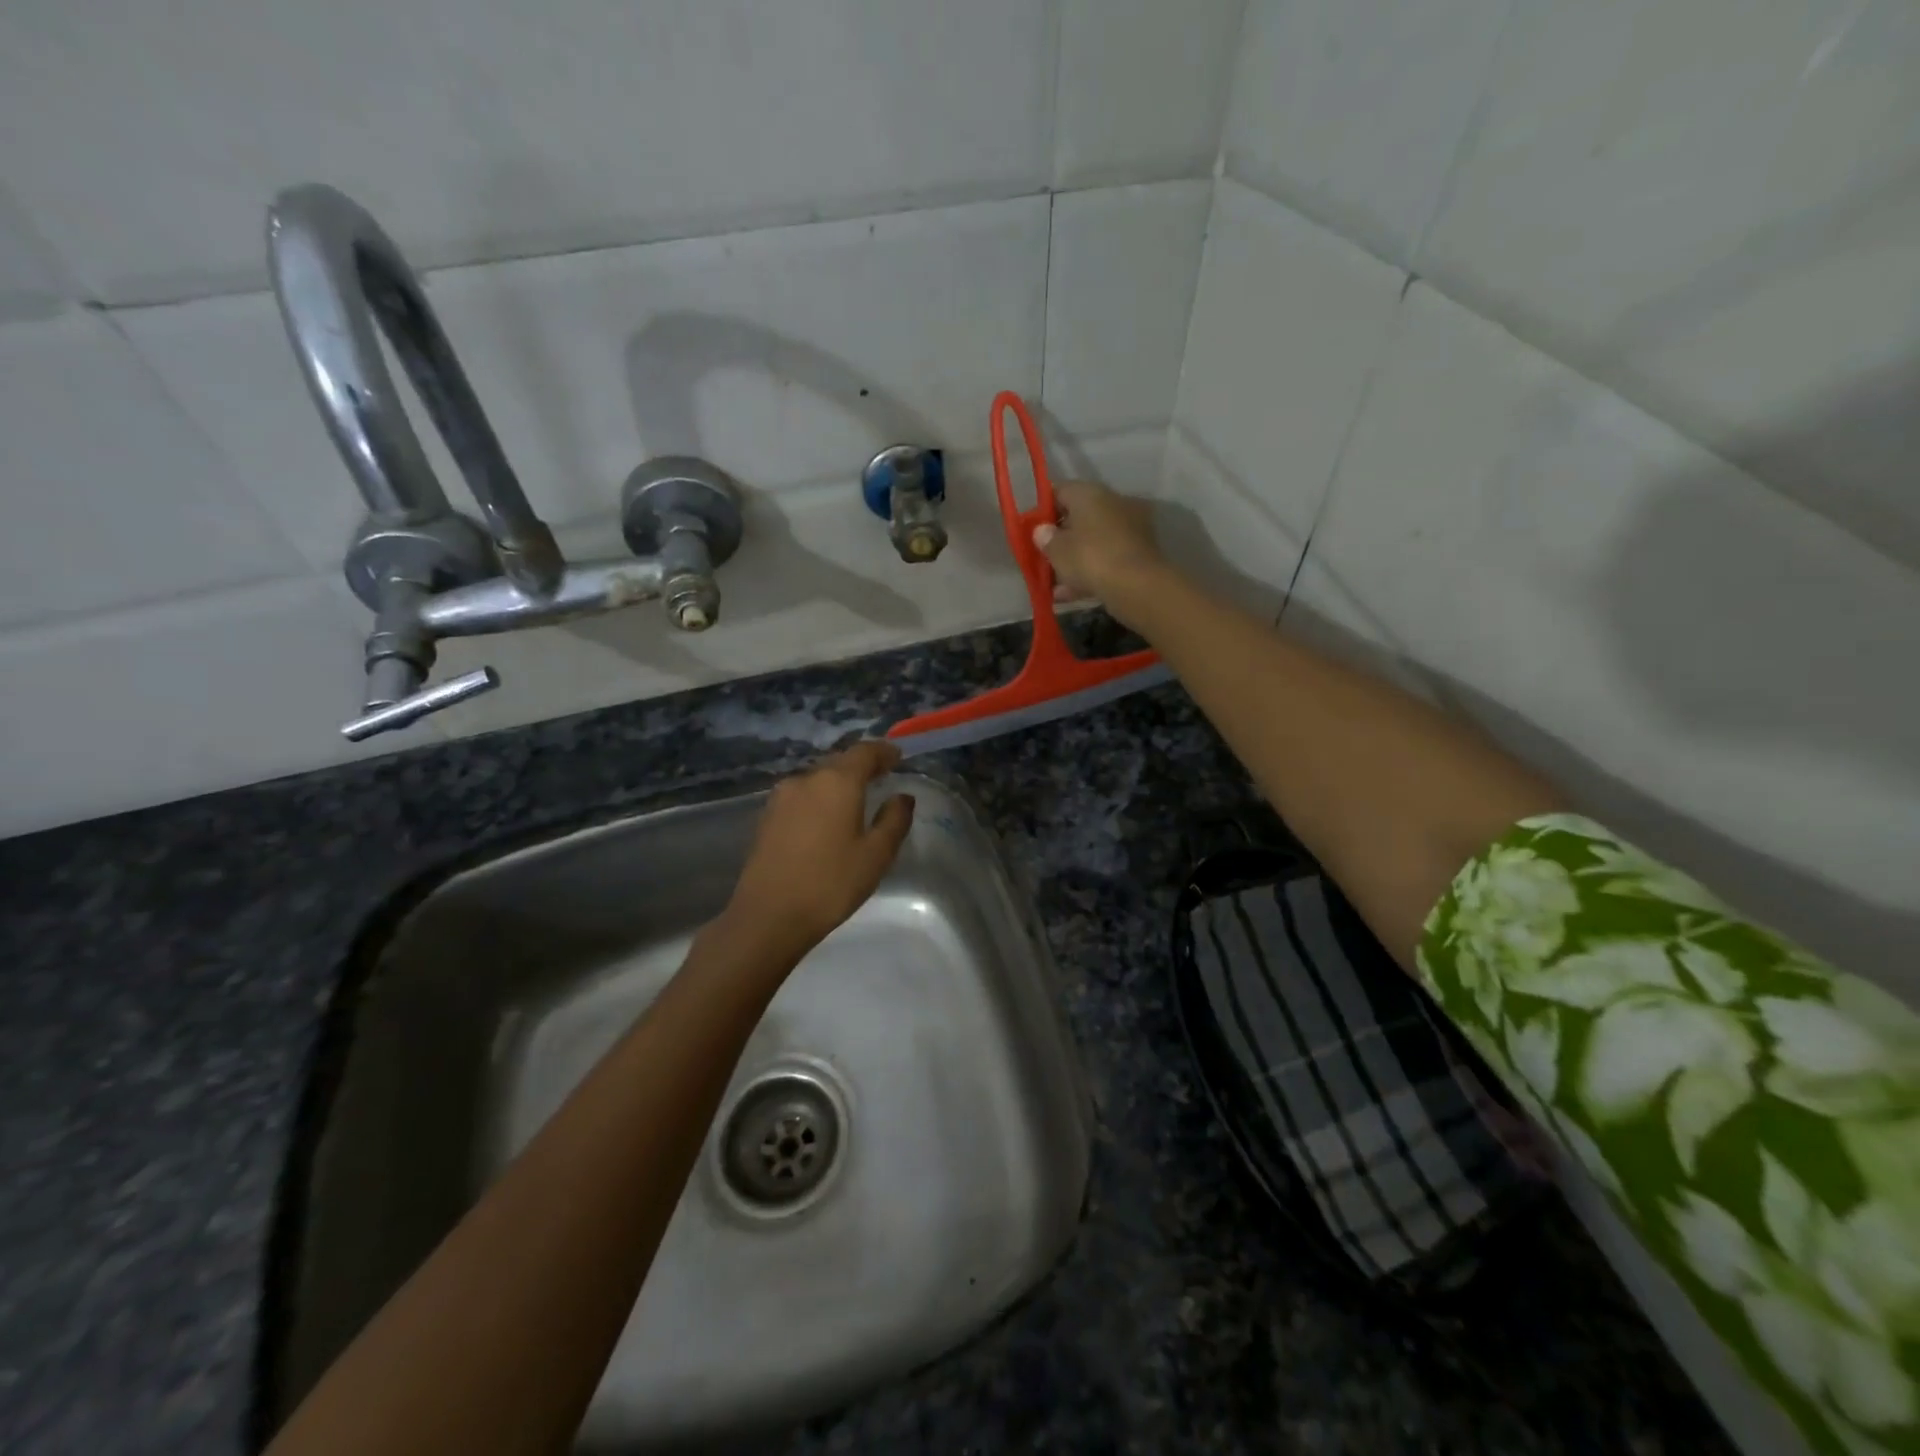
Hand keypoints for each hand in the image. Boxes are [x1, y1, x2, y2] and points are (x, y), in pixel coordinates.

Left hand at [720, 741, 915, 957]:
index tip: (899, 757)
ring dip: (837, 784)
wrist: (768, 917)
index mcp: (837, 782)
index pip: (864, 751)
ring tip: (855, 802)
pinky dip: (818, 800)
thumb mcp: (876, 855)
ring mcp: (781, 797)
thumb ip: (894, 820)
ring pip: (817, 780)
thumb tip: (902, 796)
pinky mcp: (766, 817)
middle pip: (839, 762)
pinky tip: (826, 821)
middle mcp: (806, 779)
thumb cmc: (831, 884)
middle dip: (861, 767)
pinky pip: (801, 797)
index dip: (884, 751)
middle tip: (881, 778)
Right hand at [1032, 480, 1168, 623]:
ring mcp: (1129, 527)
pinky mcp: (1139, 552)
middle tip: (1043, 558)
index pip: (1060, 491)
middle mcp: (1113, 503)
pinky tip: (1071, 594)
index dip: (1043, 510)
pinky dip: (1091, 572)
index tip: (1032, 530)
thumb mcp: (1057, 550)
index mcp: (1090, 493)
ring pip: (1093, 541)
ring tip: (1055, 585)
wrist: (1137, 585)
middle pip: (1078, 518)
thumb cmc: (1090, 558)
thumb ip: (1045, 539)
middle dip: (1061, 539)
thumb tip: (1042, 531)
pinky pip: (1107, 558)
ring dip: (1074, 560)